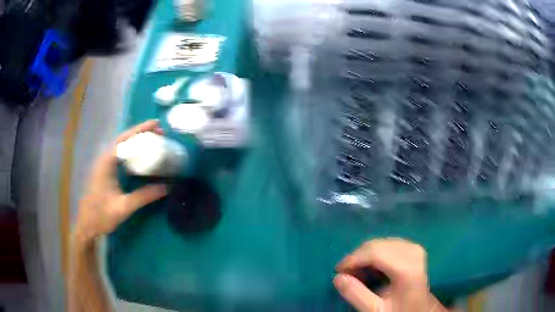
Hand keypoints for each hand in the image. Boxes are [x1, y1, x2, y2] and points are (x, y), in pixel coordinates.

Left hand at [75, 120, 167, 244]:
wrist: (87, 224)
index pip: (125, 138)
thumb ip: (144, 196)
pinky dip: (132, 152)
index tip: (157, 124)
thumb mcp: (124, 207)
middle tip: (160, 133)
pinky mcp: (106, 171)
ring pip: (122, 147)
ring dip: (137, 142)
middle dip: (141, 134)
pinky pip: (121, 156)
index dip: (141, 130)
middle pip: (124, 139)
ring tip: (154, 141)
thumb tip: (167, 187)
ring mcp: (104, 164)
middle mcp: (105, 158)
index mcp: (107, 162)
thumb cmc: (102, 215)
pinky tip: (141, 157)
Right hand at [334, 238, 446, 311]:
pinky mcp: (414, 248)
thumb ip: (357, 295)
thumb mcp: (375, 310)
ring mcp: (415, 247)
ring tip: (356, 272)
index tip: (338, 271)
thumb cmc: (398, 311)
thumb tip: (338, 278)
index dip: (353, 259)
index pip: (375, 253)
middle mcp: (413, 251)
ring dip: (365, 255)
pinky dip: (375, 253)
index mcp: (407, 268)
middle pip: (377, 245)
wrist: (420, 309)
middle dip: (357, 257)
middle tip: (345, 274)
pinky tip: (371, 267)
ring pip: (381, 242)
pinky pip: (388, 244)